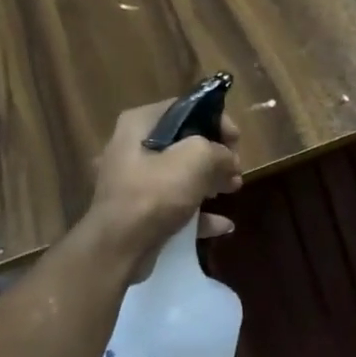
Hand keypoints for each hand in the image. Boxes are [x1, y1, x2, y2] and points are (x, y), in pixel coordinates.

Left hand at [84, 100, 242, 275]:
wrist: (118, 248)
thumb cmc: (155, 193)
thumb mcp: (196, 159)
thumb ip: (220, 151)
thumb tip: (229, 160)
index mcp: (140, 124)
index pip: (185, 108)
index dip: (216, 120)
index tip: (236, 141)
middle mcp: (132, 147)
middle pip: (184, 142)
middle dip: (215, 155)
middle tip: (236, 169)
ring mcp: (134, 181)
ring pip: (181, 174)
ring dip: (210, 181)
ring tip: (233, 190)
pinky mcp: (139, 211)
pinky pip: (175, 204)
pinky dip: (198, 212)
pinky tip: (223, 225)